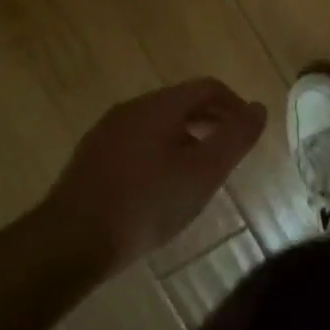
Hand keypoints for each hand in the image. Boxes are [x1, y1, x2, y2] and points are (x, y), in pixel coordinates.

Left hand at [41, 78, 267, 272]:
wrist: (70, 241)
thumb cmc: (147, 203)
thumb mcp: (204, 172)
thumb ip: (236, 137)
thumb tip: (259, 107)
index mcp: (160, 106)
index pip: (208, 87)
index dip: (235, 105)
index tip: (248, 134)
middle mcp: (131, 109)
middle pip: (182, 102)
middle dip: (212, 121)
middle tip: (229, 153)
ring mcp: (106, 132)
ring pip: (158, 124)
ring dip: (187, 138)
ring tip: (200, 172)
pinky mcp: (91, 158)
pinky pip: (137, 142)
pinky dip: (161, 152)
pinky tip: (162, 186)